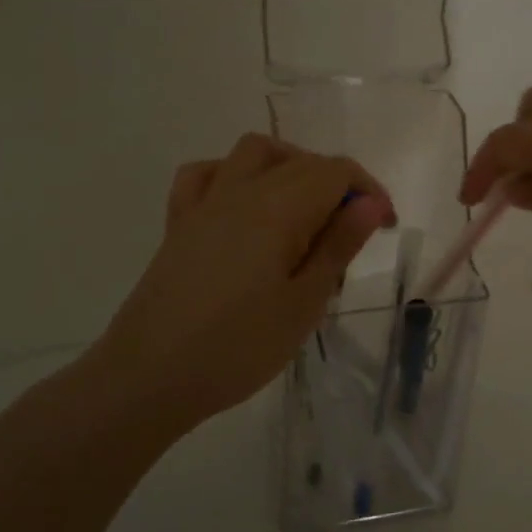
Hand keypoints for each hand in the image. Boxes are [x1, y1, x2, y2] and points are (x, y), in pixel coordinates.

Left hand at [94, 134, 393, 433]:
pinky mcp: (180, 222)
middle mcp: (242, 190)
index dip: (369, 192)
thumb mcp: (304, 302)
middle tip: (349, 239)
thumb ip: (338, 245)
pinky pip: (207, 174)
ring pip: (255, 153)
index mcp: (279, 208)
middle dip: (338, 187)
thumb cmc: (238, 347)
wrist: (149, 377)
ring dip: (290, 166)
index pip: (337, 172)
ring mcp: (205, 203)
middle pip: (302, 162)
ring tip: (304, 210)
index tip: (383, 229)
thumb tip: (369, 202)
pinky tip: (244, 205)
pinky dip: (233, 175)